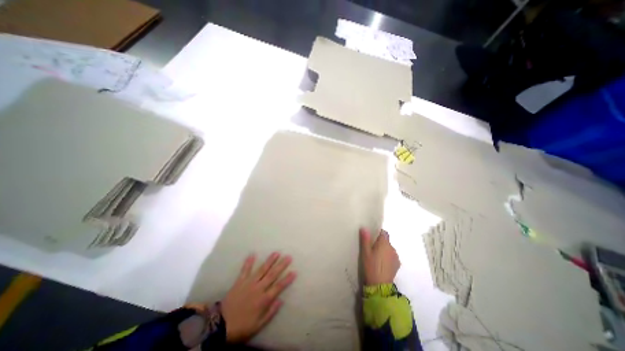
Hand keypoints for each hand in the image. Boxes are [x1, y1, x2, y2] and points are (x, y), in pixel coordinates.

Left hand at [220, 252, 295, 341]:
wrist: (220, 326)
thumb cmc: (241, 327)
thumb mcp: (258, 325)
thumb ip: (270, 312)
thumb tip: (281, 300)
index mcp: (263, 299)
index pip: (278, 287)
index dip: (287, 279)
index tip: (294, 272)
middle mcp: (258, 288)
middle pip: (272, 275)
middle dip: (281, 265)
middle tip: (288, 257)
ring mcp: (249, 283)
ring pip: (261, 270)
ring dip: (269, 261)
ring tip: (276, 253)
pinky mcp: (239, 282)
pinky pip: (245, 270)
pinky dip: (248, 262)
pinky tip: (252, 254)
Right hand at [362, 228, 399, 285]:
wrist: (380, 285)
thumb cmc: (371, 266)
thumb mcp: (365, 252)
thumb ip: (365, 239)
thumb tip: (364, 227)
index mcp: (384, 243)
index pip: (383, 232)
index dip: (378, 233)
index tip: (372, 237)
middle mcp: (392, 247)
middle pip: (386, 241)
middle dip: (380, 243)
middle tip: (371, 248)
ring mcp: (396, 256)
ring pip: (389, 249)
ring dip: (384, 250)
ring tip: (376, 257)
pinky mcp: (397, 264)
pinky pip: (392, 256)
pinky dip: (387, 257)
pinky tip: (381, 263)